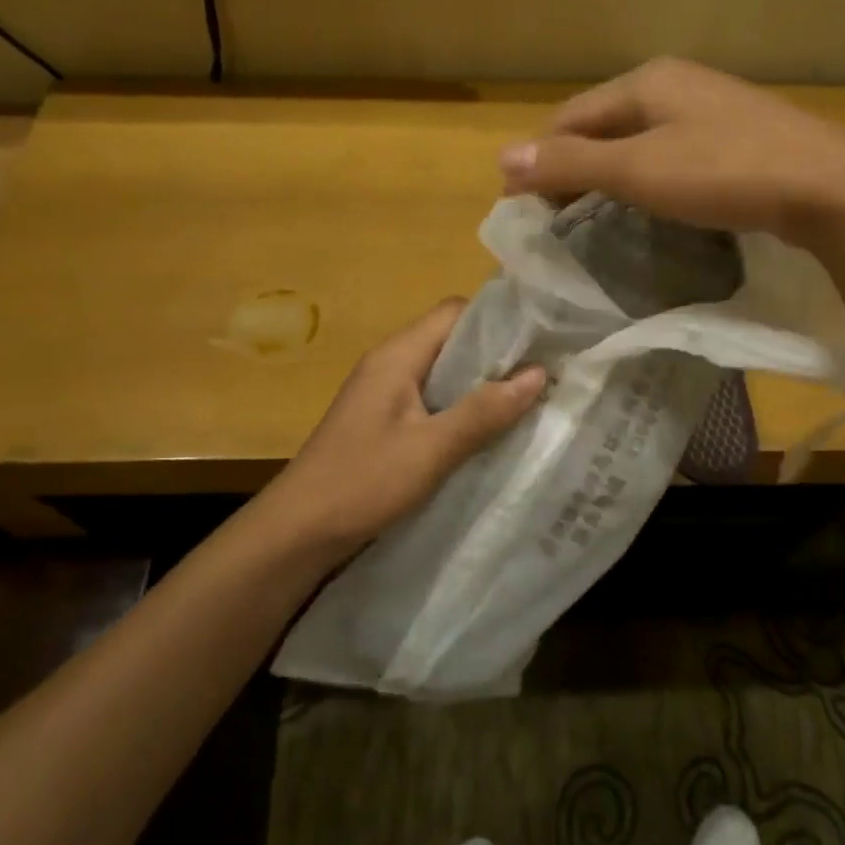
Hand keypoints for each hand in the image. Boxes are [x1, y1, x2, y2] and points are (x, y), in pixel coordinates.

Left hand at [255, 299, 545, 563]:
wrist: (298, 532)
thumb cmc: (362, 482)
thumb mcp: (431, 449)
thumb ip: (484, 411)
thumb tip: (539, 373)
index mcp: (398, 355)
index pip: (455, 312)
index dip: (499, 319)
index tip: (542, 338)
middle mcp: (391, 364)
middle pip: (452, 340)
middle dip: (497, 354)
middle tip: (545, 373)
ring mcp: (385, 393)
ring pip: (445, 373)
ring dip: (482, 384)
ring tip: (528, 400)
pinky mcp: (385, 422)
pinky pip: (433, 400)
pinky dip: (463, 408)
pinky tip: (489, 431)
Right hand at [496, 57, 844, 243]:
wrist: (829, 187)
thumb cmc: (724, 172)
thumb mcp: (638, 171)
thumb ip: (571, 165)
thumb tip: (503, 159)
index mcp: (645, 82)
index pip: (570, 117)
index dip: (540, 159)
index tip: (521, 205)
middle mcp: (675, 85)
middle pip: (603, 125)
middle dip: (572, 166)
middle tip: (553, 216)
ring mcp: (710, 110)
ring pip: (637, 140)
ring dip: (608, 174)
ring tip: (591, 216)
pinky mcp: (736, 138)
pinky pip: (670, 154)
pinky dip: (645, 178)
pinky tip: (648, 203)